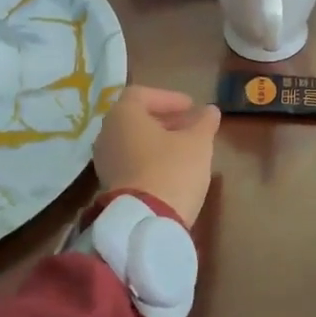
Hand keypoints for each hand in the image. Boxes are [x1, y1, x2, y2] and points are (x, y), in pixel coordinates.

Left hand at [94, 86, 220, 227]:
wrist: (145, 222)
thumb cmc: (172, 170)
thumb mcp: (197, 143)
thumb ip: (204, 123)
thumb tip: (210, 110)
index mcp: (123, 115)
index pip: (142, 94)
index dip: (168, 98)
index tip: (191, 107)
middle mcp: (107, 133)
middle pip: (135, 118)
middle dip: (164, 119)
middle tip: (190, 125)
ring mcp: (105, 160)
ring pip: (132, 140)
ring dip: (157, 139)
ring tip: (184, 147)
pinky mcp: (109, 184)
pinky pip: (129, 160)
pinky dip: (148, 157)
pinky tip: (170, 168)